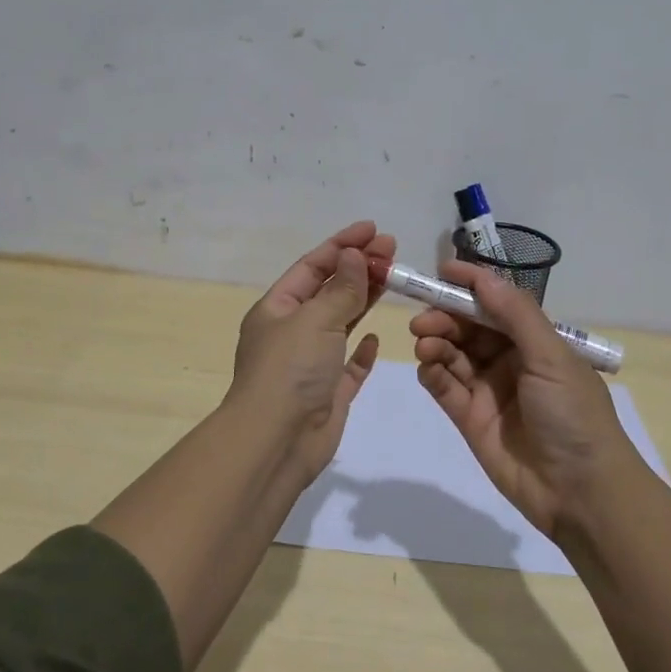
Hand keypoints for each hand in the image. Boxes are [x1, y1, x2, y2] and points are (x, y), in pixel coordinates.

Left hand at [230, 221, 394, 483]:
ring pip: (341, 323)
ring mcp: (310, 363)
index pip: (312, 267)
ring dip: (364, 300)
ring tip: (393, 277)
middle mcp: (292, 332)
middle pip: (329, 291)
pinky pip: (348, 365)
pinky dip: (361, 350)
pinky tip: (376, 337)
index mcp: (277, 309)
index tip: (373, 229)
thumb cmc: (290, 370)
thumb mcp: (315, 320)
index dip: (342, 245)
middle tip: (392, 249)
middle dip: (358, 268)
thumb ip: (341, 289)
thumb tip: (353, 255)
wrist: (277, 442)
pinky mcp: (328, 392)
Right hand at [411, 261, 639, 537]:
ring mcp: (488, 390)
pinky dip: (432, 373)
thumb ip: (515, 315)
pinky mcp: (470, 418)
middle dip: (445, 317)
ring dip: (435, 342)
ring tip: (424, 343)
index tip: (442, 272)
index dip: (471, 287)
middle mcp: (510, 361)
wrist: (581, 492)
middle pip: (468, 328)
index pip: (497, 304)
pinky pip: (444, 387)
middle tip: (423, 320)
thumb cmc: (573, 416)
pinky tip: (427, 367)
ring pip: (452, 354)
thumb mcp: (551, 357)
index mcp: (536, 342)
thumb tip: (483, 277)